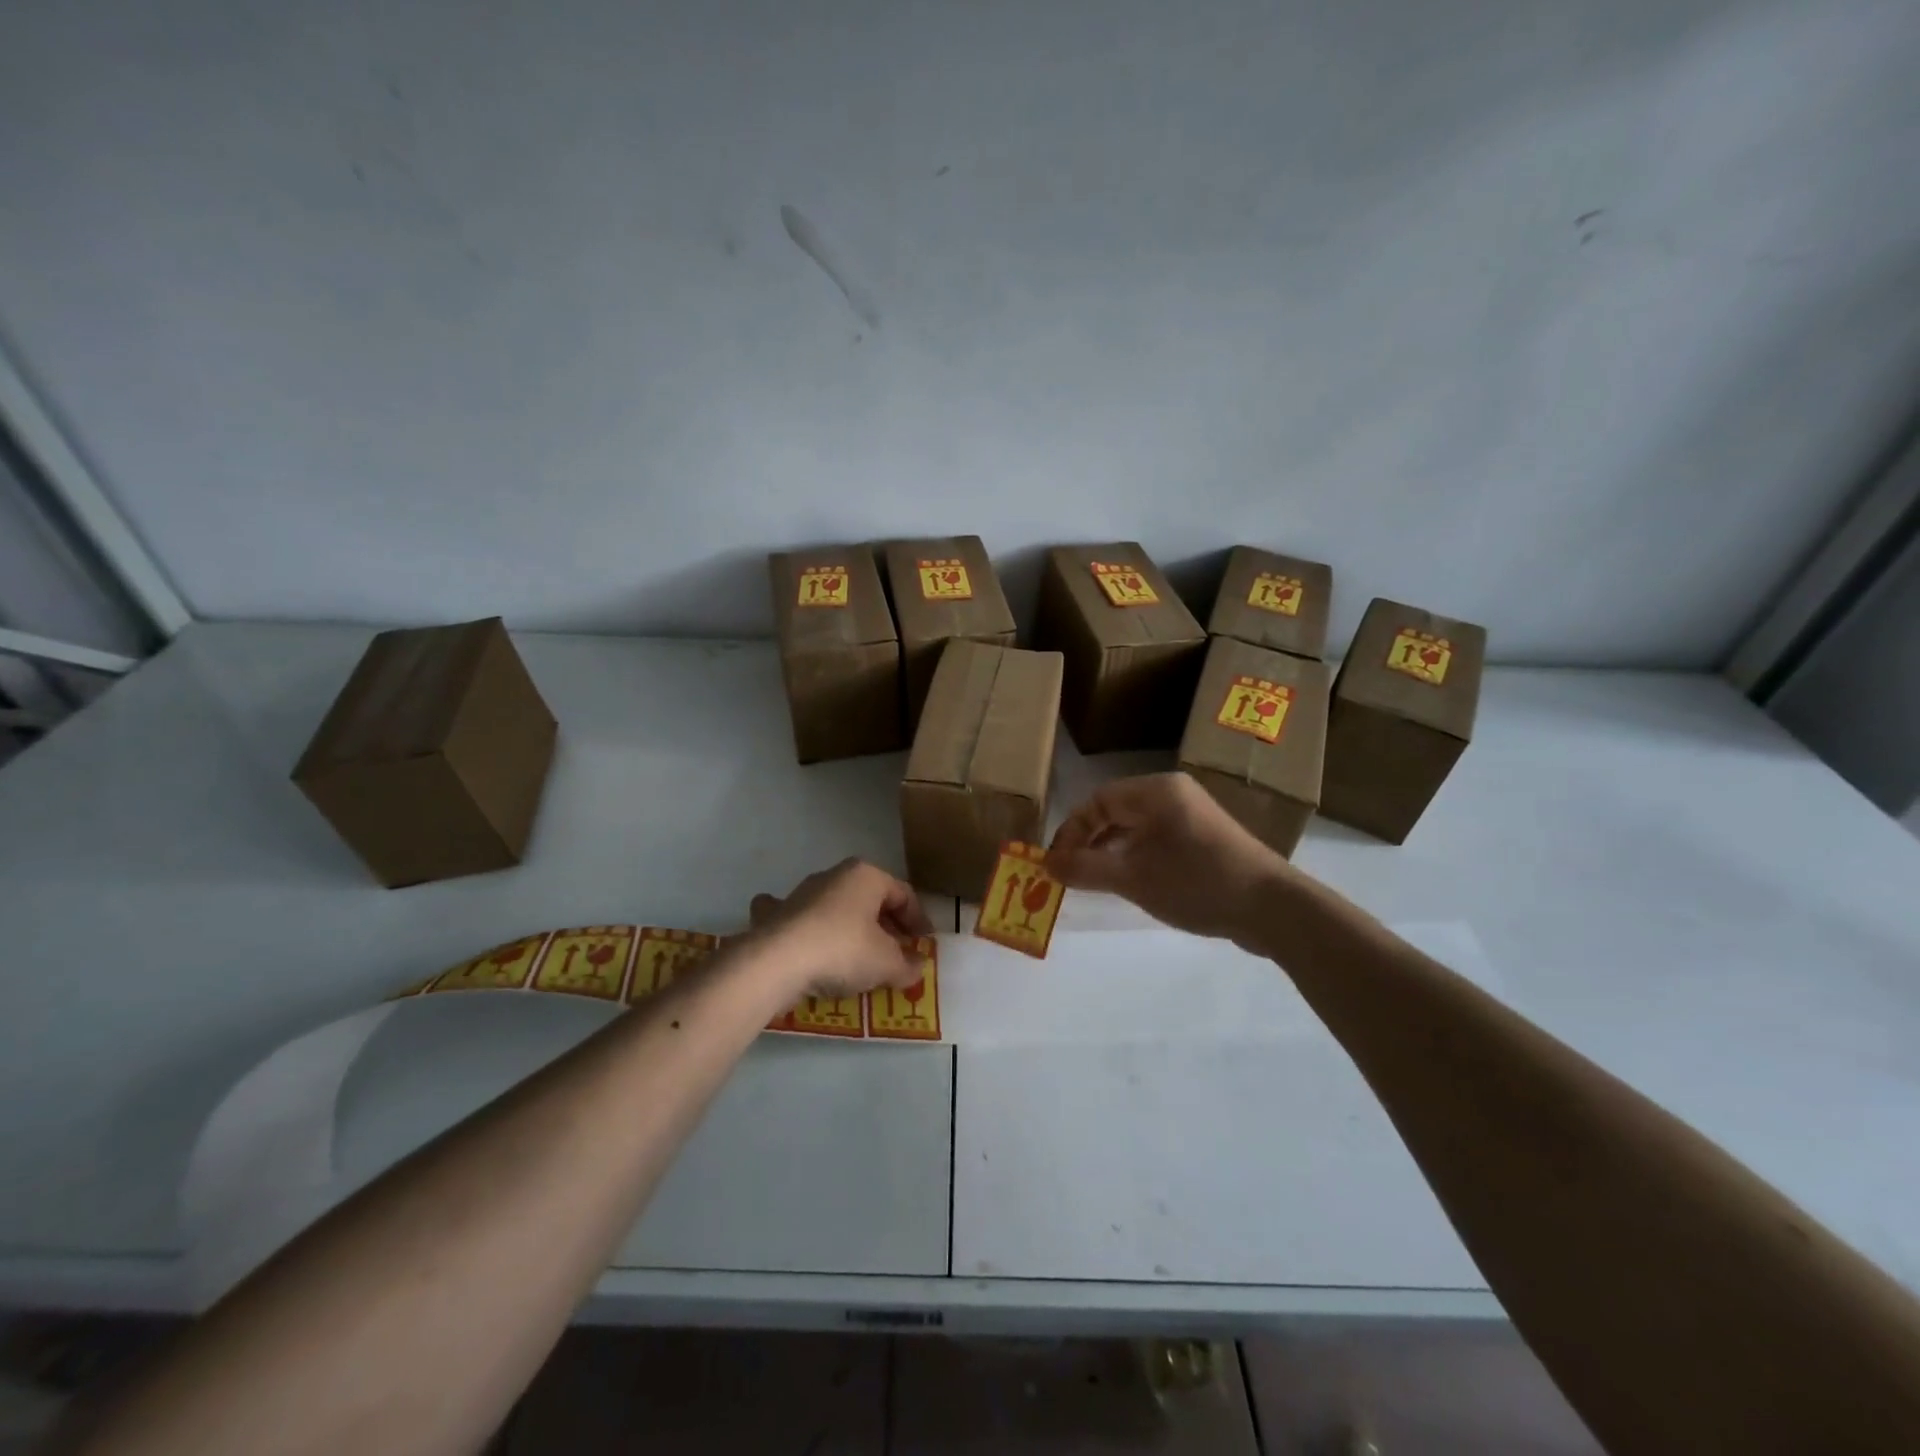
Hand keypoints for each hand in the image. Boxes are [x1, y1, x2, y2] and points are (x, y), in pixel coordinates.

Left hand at [748, 859, 934, 999]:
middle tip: (895, 952)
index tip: (924, 944)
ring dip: (847, 925)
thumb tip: (917, 966)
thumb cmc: (843, 951)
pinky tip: (802, 940)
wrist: (777, 961)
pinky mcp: (774, 914)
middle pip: (869, 899)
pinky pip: (795, 917)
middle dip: (884, 924)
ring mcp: (800, 892)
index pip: (903, 894)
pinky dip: (802, 926)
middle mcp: (834, 875)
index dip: (918, 920)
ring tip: (856, 955)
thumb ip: (907, 964)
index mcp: (867, 876)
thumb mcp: (887, 963)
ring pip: (833, 905)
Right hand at [1046, 773, 1293, 942]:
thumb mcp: (1133, 878)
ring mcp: (1190, 815)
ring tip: (1092, 880)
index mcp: (1155, 791)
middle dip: (1087, 841)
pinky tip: (1128, 881)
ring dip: (1109, 851)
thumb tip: (1045, 864)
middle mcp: (1172, 794)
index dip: (1071, 832)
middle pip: (1114, 810)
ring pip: (1134, 826)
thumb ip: (1085, 869)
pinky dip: (1134, 856)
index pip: (1097, 801)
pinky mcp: (1203, 838)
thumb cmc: (1196, 883)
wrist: (1271, 908)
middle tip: (1069, 874)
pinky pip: (1155, 839)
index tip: (1055, 865)